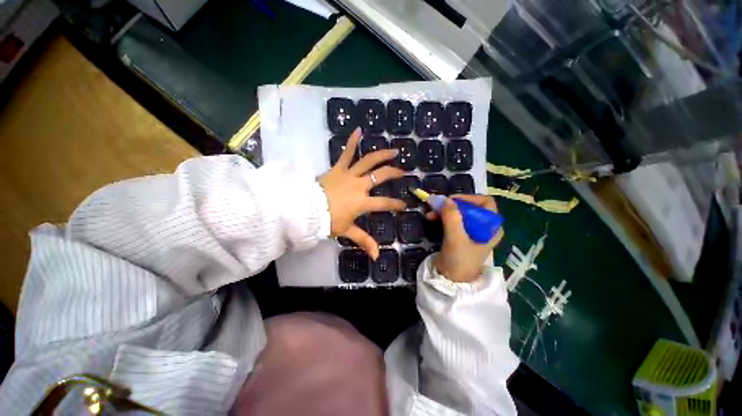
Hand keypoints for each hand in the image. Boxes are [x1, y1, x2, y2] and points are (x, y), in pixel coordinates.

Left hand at [318, 129, 404, 258]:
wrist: (306, 209)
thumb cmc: (327, 221)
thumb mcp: (347, 231)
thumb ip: (364, 241)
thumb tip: (376, 256)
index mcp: (362, 202)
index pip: (385, 203)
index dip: (396, 204)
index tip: (404, 205)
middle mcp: (360, 185)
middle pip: (381, 176)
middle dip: (394, 173)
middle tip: (403, 172)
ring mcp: (349, 174)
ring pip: (369, 161)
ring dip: (382, 155)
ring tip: (393, 151)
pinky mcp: (338, 167)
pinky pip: (346, 152)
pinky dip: (352, 141)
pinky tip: (358, 130)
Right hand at [427, 194, 503, 282]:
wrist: (451, 280)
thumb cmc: (460, 260)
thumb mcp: (456, 238)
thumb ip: (452, 217)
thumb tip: (446, 200)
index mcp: (491, 227)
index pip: (485, 202)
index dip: (469, 198)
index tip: (451, 200)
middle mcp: (484, 227)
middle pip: (470, 206)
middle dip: (452, 205)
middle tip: (436, 205)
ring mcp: (472, 231)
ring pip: (459, 212)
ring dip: (445, 211)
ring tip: (430, 213)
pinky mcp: (461, 234)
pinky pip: (453, 220)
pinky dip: (442, 217)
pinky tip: (431, 217)